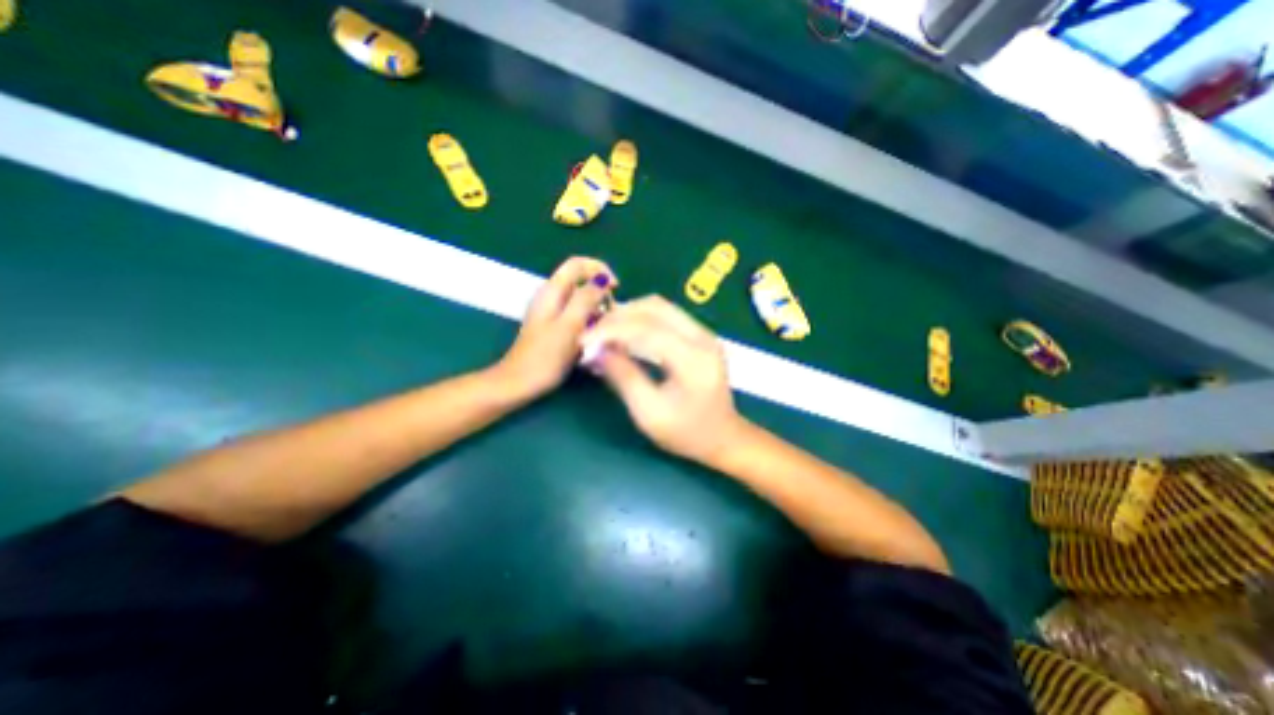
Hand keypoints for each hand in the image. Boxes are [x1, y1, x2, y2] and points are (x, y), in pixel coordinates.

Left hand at [490, 258, 617, 401]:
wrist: (519, 383)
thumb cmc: (545, 357)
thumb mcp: (570, 326)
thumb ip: (586, 300)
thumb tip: (602, 280)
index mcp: (552, 291)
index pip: (578, 263)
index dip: (600, 269)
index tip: (616, 288)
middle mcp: (550, 296)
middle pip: (580, 281)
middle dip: (600, 292)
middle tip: (611, 314)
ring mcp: (550, 312)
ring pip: (580, 299)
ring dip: (596, 309)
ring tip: (605, 328)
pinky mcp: (553, 327)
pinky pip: (575, 315)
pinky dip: (588, 320)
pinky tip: (593, 337)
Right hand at [583, 297, 747, 463]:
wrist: (724, 437)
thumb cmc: (687, 433)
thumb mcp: (649, 413)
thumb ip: (623, 378)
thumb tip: (596, 351)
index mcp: (693, 359)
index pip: (646, 329)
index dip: (611, 331)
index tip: (584, 340)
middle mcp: (702, 337)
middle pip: (654, 307)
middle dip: (618, 316)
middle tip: (592, 333)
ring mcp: (704, 333)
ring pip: (660, 306)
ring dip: (629, 314)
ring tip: (604, 331)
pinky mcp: (700, 335)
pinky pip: (666, 315)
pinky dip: (641, 319)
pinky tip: (625, 332)